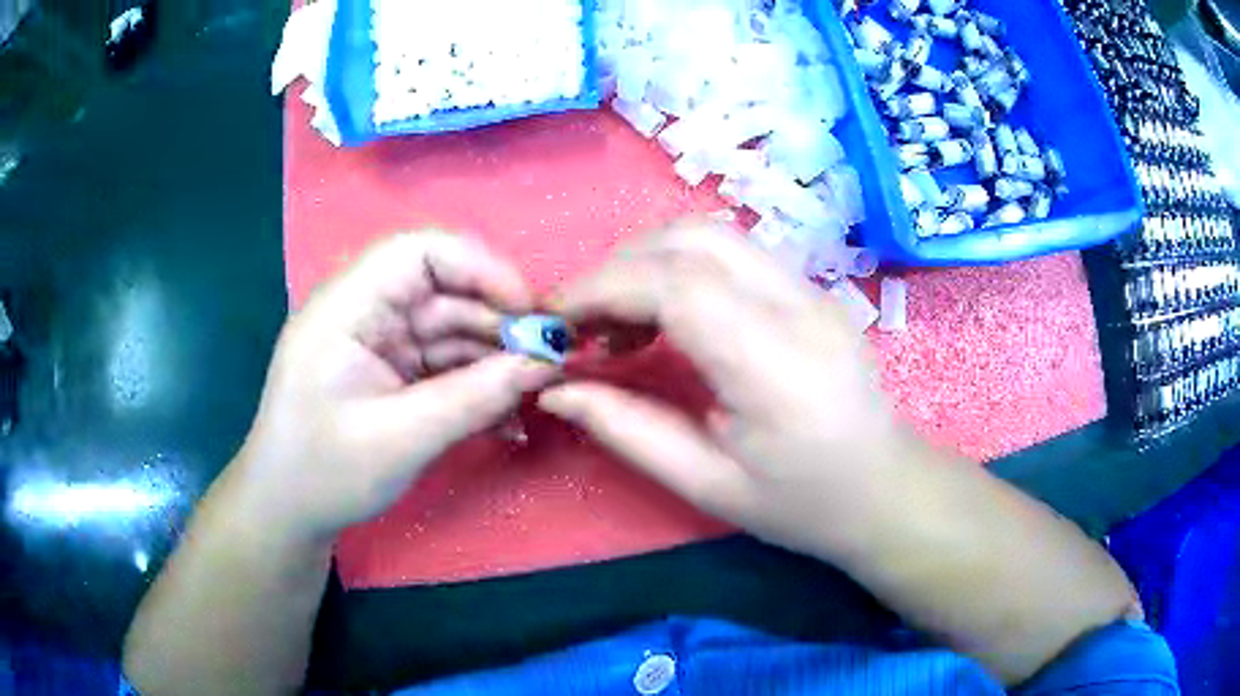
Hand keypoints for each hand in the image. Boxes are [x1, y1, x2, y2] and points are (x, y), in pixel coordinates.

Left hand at [232, 231, 554, 543]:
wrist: (288, 513)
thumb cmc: (324, 474)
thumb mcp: (401, 439)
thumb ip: (474, 398)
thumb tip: (545, 363)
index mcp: (346, 308)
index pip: (419, 252)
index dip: (480, 267)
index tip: (529, 311)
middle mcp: (365, 312)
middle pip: (444, 290)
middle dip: (499, 322)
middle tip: (550, 361)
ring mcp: (379, 343)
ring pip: (451, 329)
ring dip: (495, 359)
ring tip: (537, 393)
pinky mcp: (391, 372)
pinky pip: (444, 364)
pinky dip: (477, 385)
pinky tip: (508, 417)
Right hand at [539, 219, 913, 558]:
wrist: (884, 488)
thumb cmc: (802, 504)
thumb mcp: (707, 485)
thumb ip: (627, 430)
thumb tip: (555, 390)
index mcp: (775, 365)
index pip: (676, 284)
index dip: (602, 288)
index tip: (556, 322)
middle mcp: (798, 306)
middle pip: (690, 239)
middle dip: (617, 268)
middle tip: (582, 325)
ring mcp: (811, 288)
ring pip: (710, 234)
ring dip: (647, 261)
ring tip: (618, 322)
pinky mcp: (809, 287)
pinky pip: (731, 252)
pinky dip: (679, 266)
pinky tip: (665, 316)